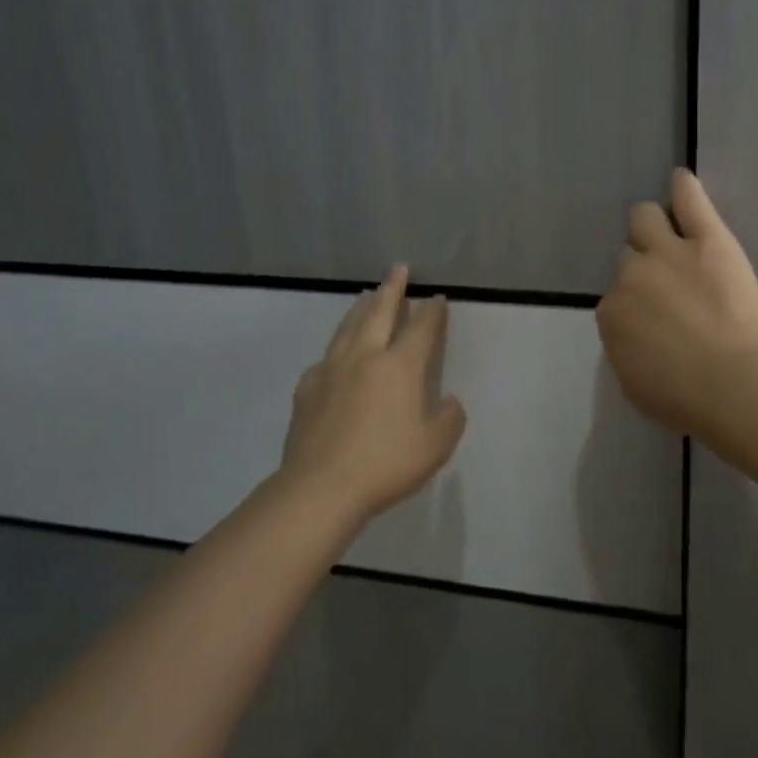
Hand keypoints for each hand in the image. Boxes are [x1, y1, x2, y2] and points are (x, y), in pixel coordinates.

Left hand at [282, 267, 467, 522]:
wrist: (321, 488)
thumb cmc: (385, 465)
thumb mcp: (435, 447)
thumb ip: (450, 418)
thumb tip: (449, 400)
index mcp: (400, 367)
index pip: (421, 328)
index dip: (432, 311)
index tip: (437, 297)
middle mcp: (366, 357)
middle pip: (380, 312)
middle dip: (393, 289)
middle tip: (398, 269)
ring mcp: (332, 369)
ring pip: (349, 326)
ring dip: (361, 306)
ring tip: (366, 294)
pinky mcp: (307, 388)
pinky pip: (326, 357)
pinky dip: (337, 345)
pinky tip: (336, 352)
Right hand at [596, 169, 757, 437]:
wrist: (737, 385)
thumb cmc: (686, 398)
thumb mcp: (636, 384)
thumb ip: (625, 349)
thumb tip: (630, 332)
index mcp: (611, 315)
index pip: (616, 297)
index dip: (636, 303)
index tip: (656, 315)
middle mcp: (630, 275)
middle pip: (628, 256)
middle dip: (643, 267)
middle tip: (670, 286)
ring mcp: (668, 252)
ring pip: (644, 219)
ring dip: (652, 228)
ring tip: (671, 234)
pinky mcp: (706, 238)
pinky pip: (688, 200)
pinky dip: (683, 188)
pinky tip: (681, 180)